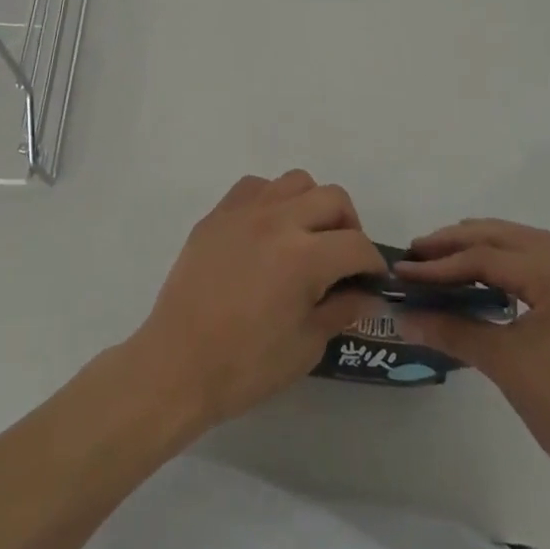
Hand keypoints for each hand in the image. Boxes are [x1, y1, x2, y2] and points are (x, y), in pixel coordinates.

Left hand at [126, 171, 387, 431]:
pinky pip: (256, 186)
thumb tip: (366, 292)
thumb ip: (340, 310)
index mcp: (305, 257)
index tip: (371, 280)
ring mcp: (245, 210)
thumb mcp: (305, 346)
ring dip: (312, 205)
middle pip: (333, 199)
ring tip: (306, 237)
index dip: (372, 263)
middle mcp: (279, 221)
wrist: (177, 364)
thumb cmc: (245, 366)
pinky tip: (268, 230)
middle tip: (343, 257)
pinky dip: (273, 200)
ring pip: (296, 182)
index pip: (357, 245)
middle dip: (349, 226)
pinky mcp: (219, 213)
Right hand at [394, 220, 549, 481]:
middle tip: (422, 248)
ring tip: (450, 250)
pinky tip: (487, 274)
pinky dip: (506, 259)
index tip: (406, 269)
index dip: (442, 263)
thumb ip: (453, 332)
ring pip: (525, 245)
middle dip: (461, 240)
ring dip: (486, 242)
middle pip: (507, 238)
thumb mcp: (504, 364)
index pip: (488, 258)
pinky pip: (536, 265)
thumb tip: (405, 317)